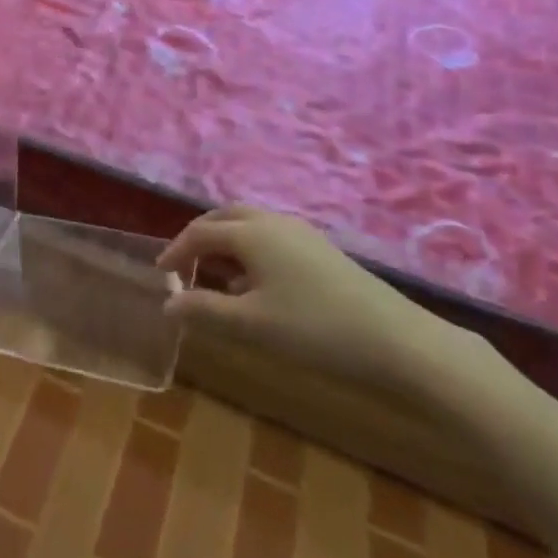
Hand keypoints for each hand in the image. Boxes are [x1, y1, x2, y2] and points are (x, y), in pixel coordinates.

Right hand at [160, 205, 456, 388]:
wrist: (396, 341)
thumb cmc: (314, 329)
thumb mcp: (250, 324)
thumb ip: (204, 310)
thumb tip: (168, 304)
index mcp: (251, 233)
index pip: (200, 233)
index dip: (175, 251)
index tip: (161, 275)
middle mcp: (273, 222)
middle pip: (224, 216)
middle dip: (199, 236)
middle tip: (183, 264)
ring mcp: (301, 232)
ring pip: (250, 224)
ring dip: (225, 241)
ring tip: (215, 274)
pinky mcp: (321, 249)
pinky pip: (270, 236)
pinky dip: (249, 249)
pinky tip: (255, 283)